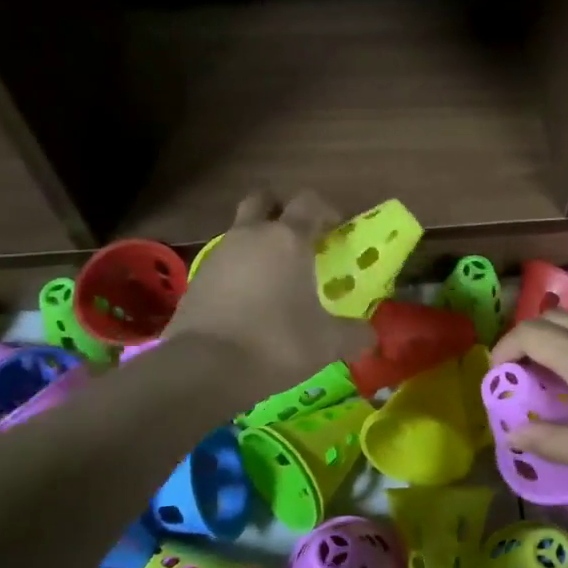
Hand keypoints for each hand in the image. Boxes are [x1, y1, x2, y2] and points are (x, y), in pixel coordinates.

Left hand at [161, 190, 371, 401]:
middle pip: (264, 200)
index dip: (326, 210)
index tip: (336, 230)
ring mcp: (219, 254)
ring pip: (240, 230)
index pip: (309, 202)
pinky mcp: (197, 278)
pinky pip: (224, 261)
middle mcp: (251, 235)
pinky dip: (238, 270)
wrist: (205, 367)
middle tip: (298, 236)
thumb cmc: (277, 342)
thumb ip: (353, 334)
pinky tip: (248, 301)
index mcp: (288, 239)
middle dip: (281, 210)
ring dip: (257, 242)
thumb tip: (371, 337)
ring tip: (275, 276)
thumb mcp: (327, 343)